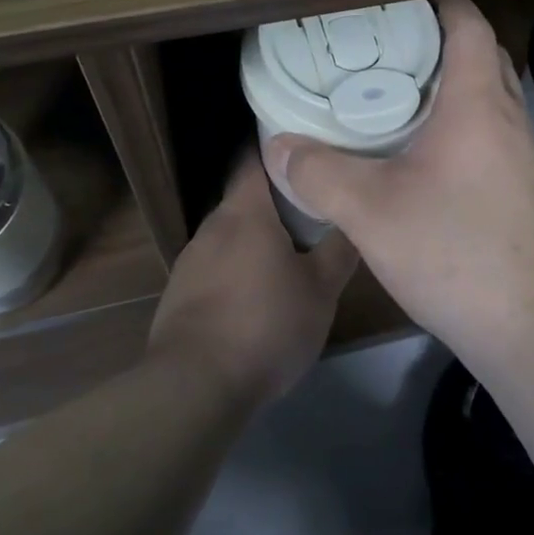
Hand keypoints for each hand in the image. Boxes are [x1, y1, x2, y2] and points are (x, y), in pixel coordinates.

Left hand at [147, 153, 358, 407]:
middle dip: (276, 201)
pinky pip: (215, 267)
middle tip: (312, 208)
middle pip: (245, 199)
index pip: (255, 157)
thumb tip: (354, 218)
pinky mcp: (179, 294)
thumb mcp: (321, 290)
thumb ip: (340, 249)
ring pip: (231, 235)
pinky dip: (237, 270)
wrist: (194, 386)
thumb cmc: (265, 324)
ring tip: (289, 253)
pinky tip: (255, 297)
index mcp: (245, 212)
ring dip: (256, 239)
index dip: (279, 148)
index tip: (306, 148)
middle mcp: (212, 226)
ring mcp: (190, 260)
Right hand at [263, 0, 533, 358]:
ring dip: (457, 89)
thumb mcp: (371, 212)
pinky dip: (466, 129)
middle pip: (485, 58)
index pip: (470, 26)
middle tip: (394, 47)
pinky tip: (430, 161)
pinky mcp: (529, 194)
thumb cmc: (457, 252)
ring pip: (493, 101)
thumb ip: (319, 174)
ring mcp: (528, 160)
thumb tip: (277, 146)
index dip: (443, 1)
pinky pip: (496, 139)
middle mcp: (511, 120)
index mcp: (478, 104)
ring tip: (404, 99)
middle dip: (446, 42)